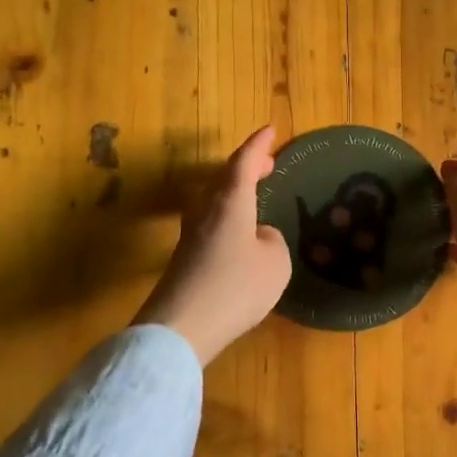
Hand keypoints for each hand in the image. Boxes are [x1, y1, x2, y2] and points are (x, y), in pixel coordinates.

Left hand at [134, 126, 290, 365]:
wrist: (182, 326)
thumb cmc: (236, 287)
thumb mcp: (275, 262)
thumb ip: (272, 241)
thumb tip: (258, 237)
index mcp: (230, 201)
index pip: (244, 162)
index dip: (258, 145)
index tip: (270, 130)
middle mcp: (206, 209)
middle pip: (224, 177)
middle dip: (246, 167)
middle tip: (268, 164)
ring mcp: (191, 233)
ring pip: (214, 199)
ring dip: (234, 191)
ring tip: (254, 193)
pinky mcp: (185, 257)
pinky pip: (210, 222)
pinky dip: (228, 214)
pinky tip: (239, 232)